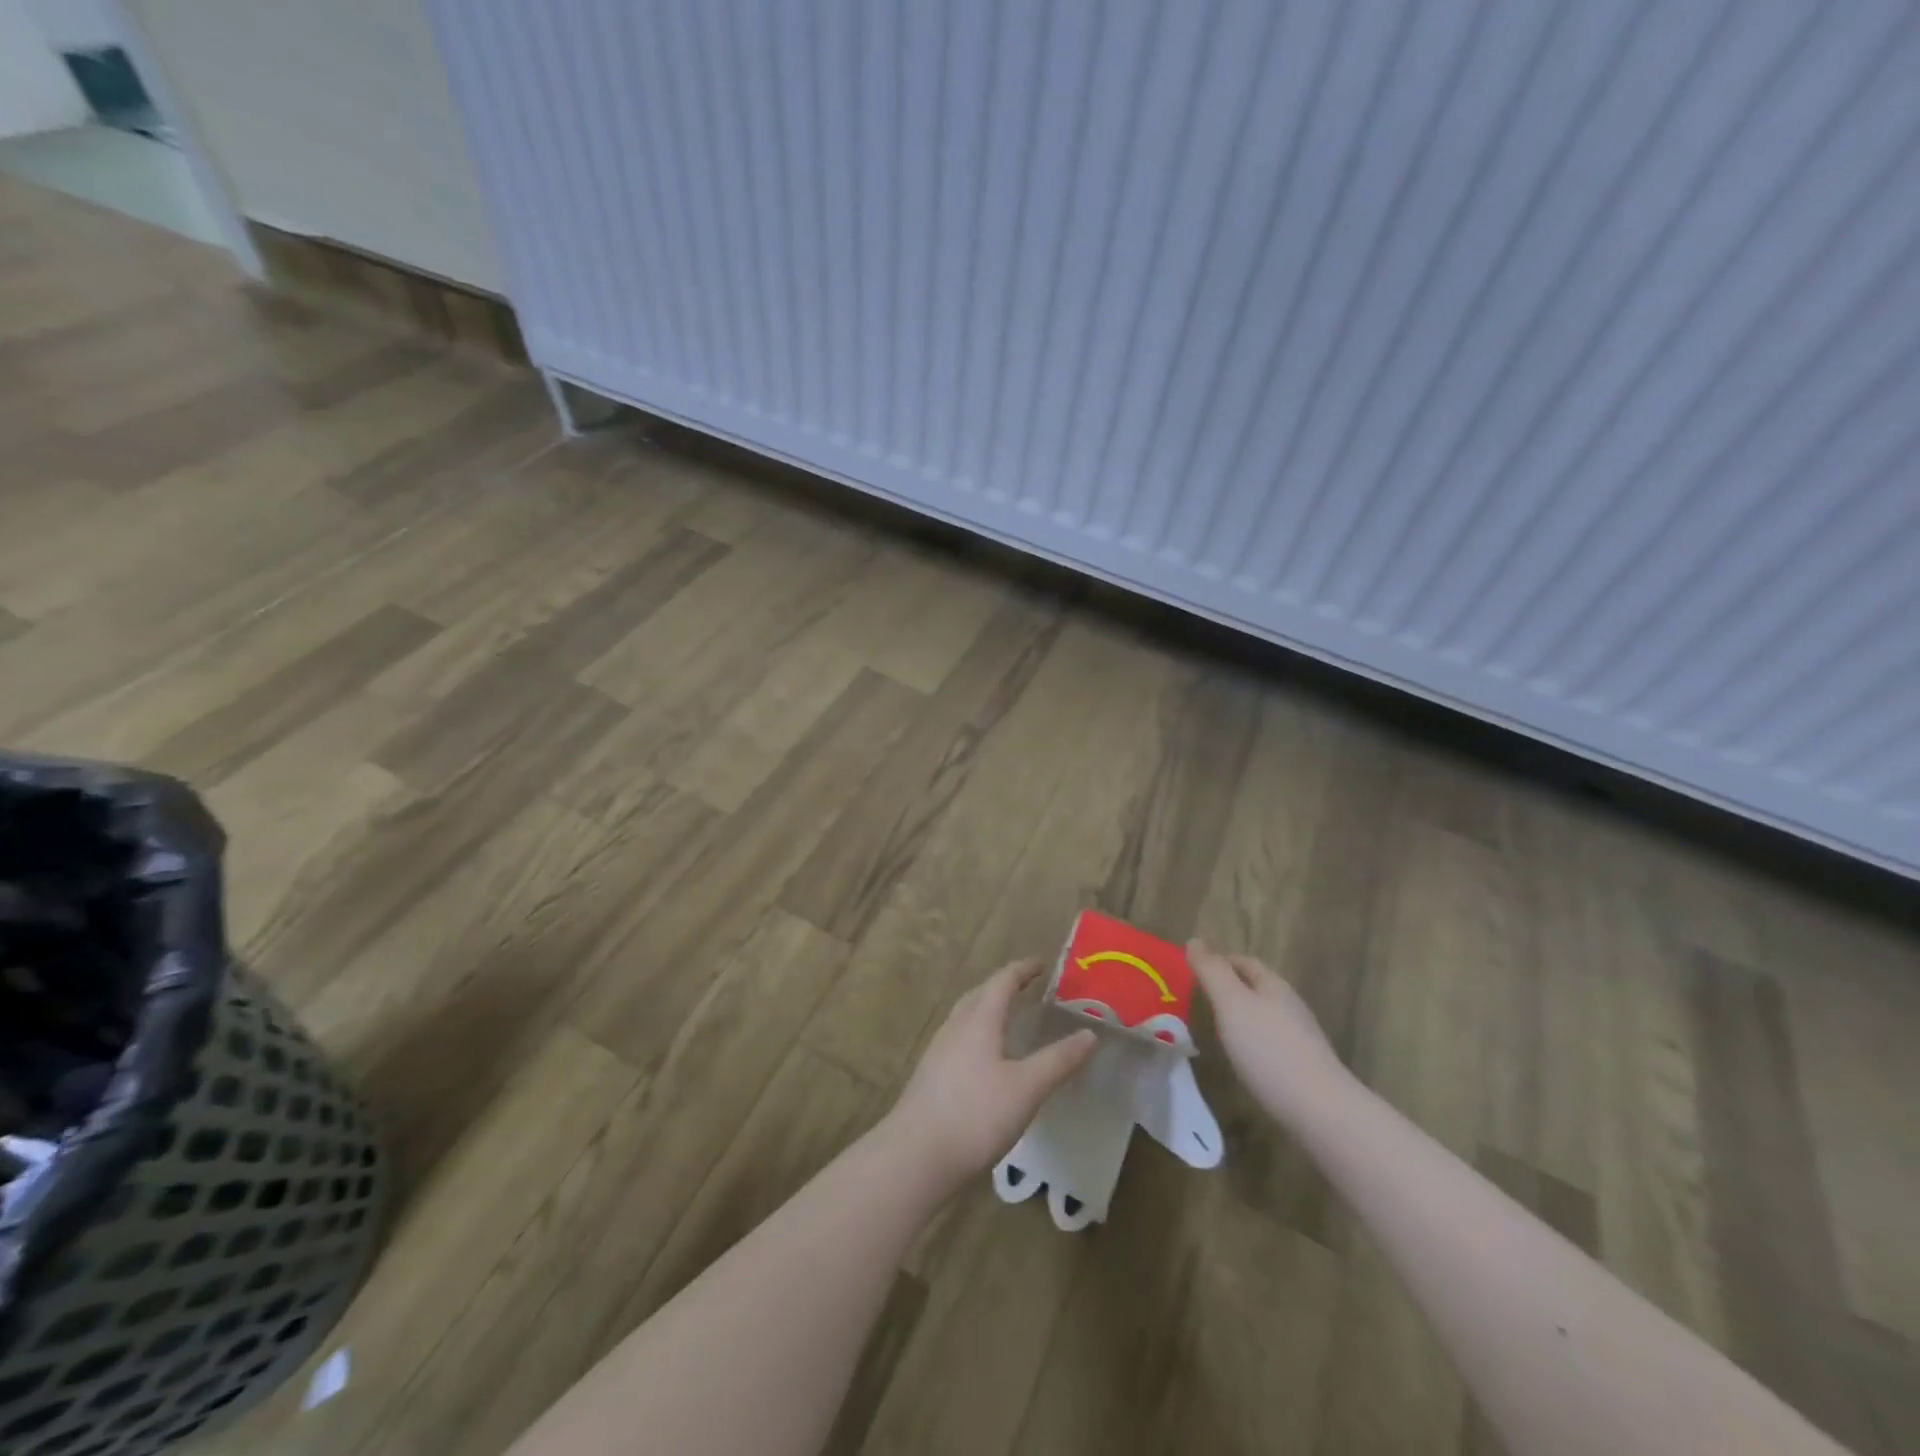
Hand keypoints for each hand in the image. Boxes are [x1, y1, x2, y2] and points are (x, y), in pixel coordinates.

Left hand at [885, 959, 1097, 1191]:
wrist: (915, 1156)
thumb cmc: (976, 1115)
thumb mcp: (1027, 1088)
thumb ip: (1059, 1061)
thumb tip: (1090, 1034)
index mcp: (979, 1020)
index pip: (1002, 982)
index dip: (1022, 970)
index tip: (1041, 964)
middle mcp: (955, 1027)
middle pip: (979, 994)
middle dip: (1003, 986)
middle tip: (1026, 987)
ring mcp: (938, 1051)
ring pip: (966, 1017)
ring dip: (987, 1008)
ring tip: (1008, 1018)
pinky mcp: (931, 1076)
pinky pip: (958, 1039)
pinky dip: (977, 1034)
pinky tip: (985, 1059)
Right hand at [1188, 939, 1350, 1121]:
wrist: (1320, 1110)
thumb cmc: (1269, 1049)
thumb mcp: (1232, 1003)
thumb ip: (1212, 971)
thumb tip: (1194, 939)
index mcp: (1274, 986)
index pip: (1244, 962)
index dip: (1219, 960)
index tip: (1192, 970)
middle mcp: (1289, 1006)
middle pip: (1256, 988)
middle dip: (1228, 988)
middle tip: (1196, 998)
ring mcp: (1299, 1039)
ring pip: (1263, 1016)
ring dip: (1239, 1016)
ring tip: (1212, 1028)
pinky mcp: (1302, 1068)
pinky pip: (1269, 1043)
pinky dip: (1249, 1042)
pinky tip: (1239, 1058)